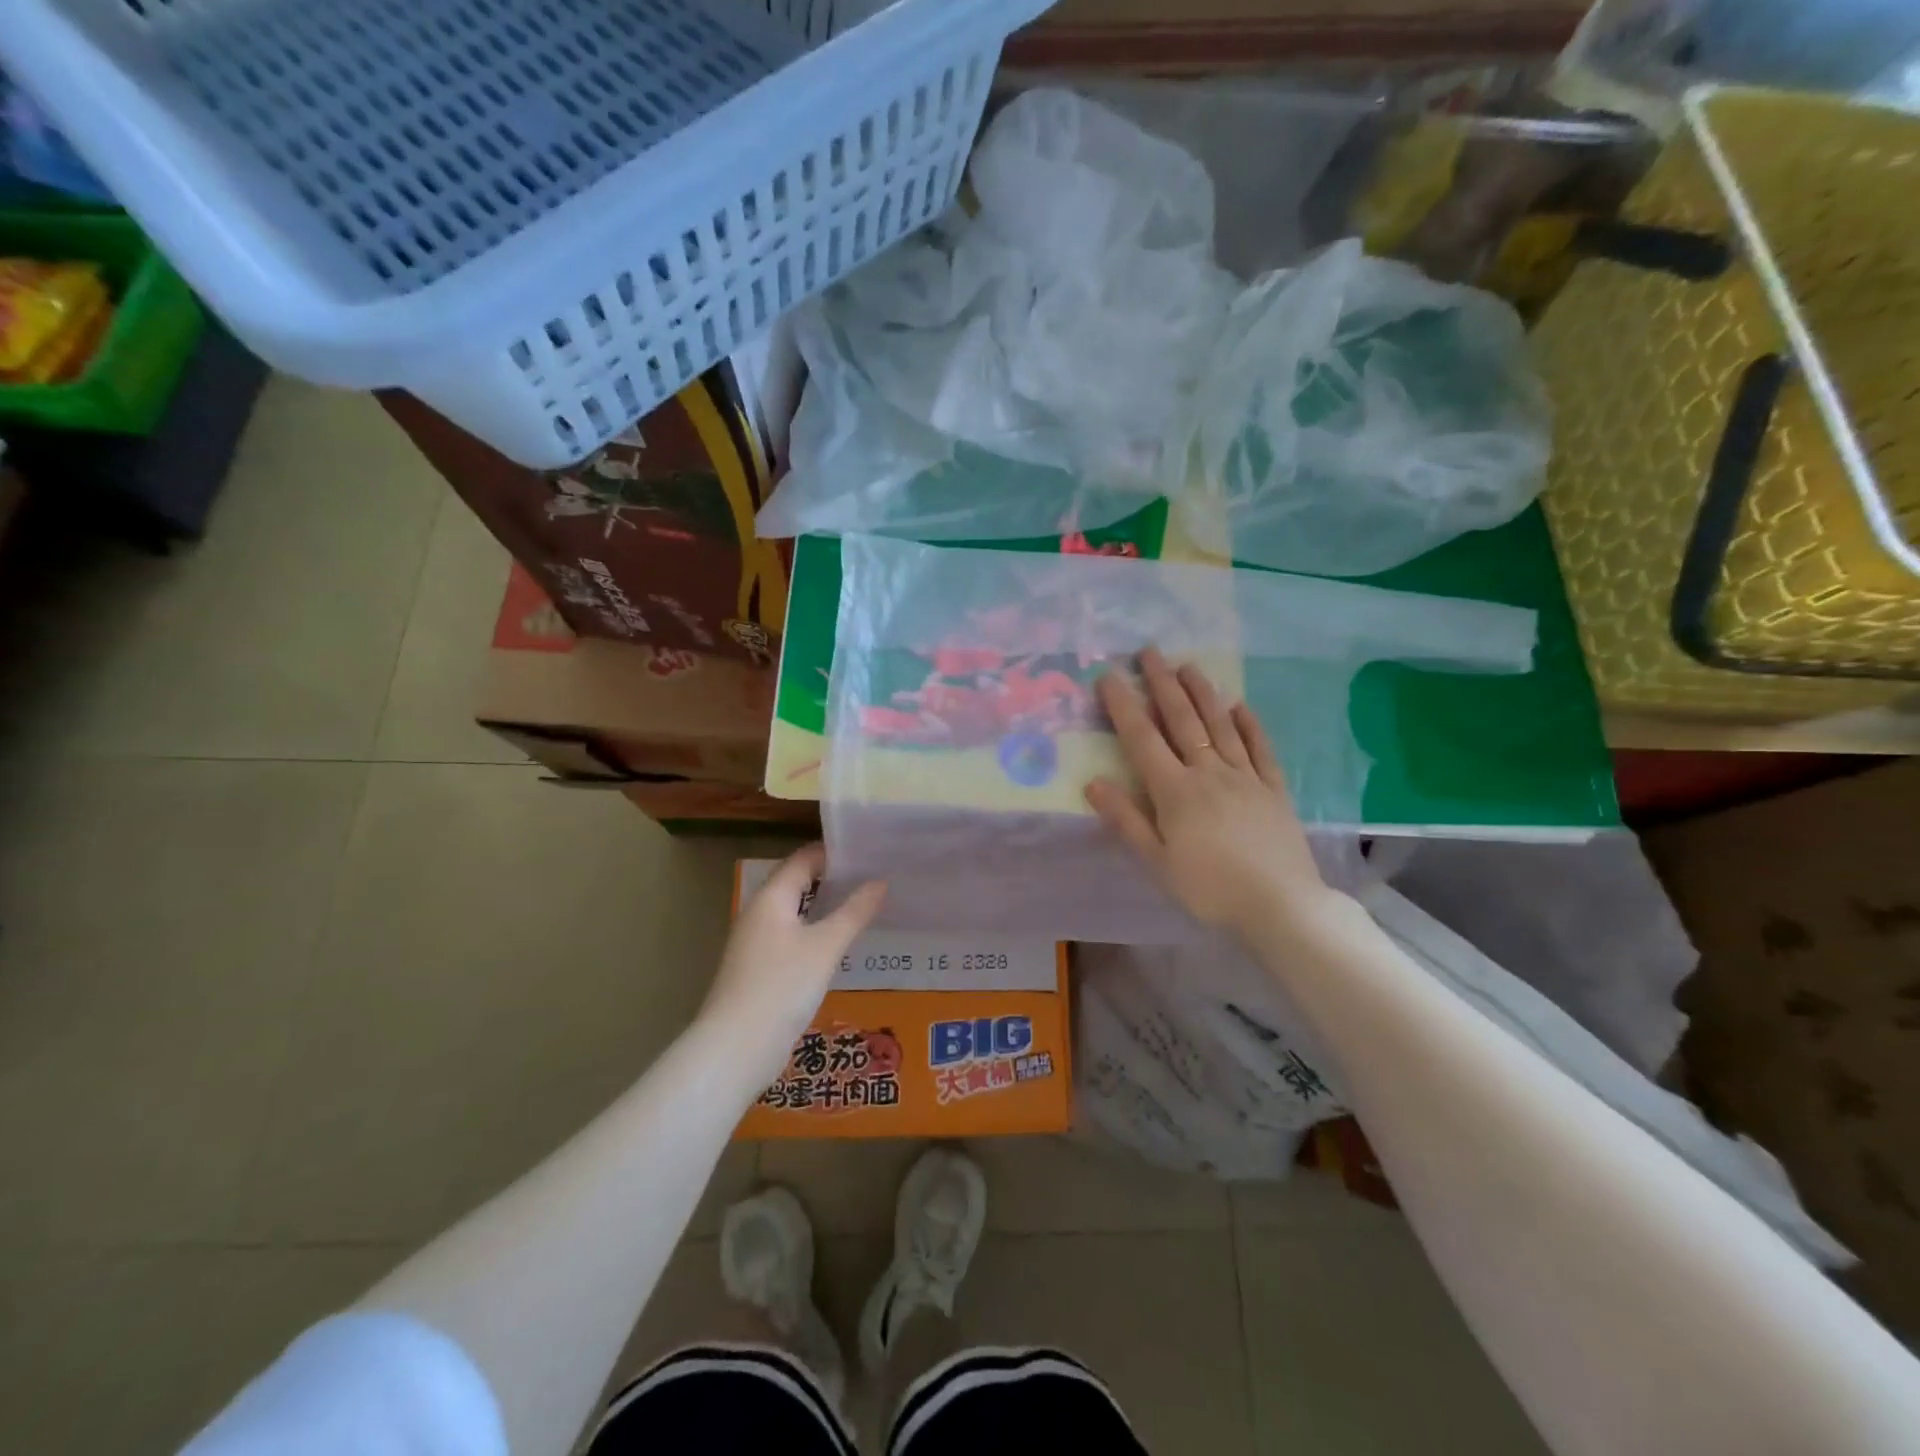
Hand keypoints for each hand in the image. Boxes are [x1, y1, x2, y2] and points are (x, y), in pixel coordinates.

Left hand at [700, 843, 886, 1084]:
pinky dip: (817, 933)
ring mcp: (757, 943)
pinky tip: (841, 944)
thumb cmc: (782, 986)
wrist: (736, 1048)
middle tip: (875, 876)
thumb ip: (854, 912)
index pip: (803, 859)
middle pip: (798, 884)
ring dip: (826, 907)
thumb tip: (880, 882)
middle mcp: (760, 914)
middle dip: (833, 878)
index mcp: (771, 898)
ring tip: (865, 905)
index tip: (869, 851)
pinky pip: (793, 938)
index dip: (834, 852)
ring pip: (796, 913)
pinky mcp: (761, 970)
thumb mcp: (825, 946)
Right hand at [1085, 648, 1341, 939]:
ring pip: (1221, 726)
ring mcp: (1246, 778)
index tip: (1109, 676)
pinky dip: (1249, 725)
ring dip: (1203, 693)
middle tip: (1150, 652)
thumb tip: (1093, 782)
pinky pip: (1260, 749)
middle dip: (1163, 684)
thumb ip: (1125, 820)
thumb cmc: (1209, 889)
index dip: (1123, 706)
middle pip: (1183, 721)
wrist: (1280, 906)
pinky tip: (1241, 706)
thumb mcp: (1156, 862)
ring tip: (1189, 665)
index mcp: (1175, 791)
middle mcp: (1209, 773)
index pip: (1142, 739)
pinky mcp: (1274, 790)